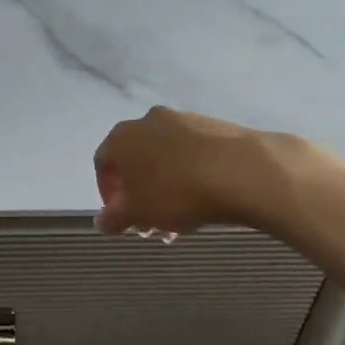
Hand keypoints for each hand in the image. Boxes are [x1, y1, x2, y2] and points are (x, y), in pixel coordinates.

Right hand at [92, 106, 286, 236]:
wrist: (242, 170)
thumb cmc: (177, 193)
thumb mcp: (138, 214)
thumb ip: (113, 218)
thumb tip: (103, 220)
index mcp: (122, 137)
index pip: (103, 163)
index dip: (109, 194)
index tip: (123, 219)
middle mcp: (149, 120)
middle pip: (136, 161)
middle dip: (140, 195)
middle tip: (151, 225)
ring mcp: (184, 119)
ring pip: (165, 158)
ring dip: (165, 187)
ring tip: (181, 220)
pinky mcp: (214, 125)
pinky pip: (192, 153)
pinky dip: (190, 175)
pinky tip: (204, 200)